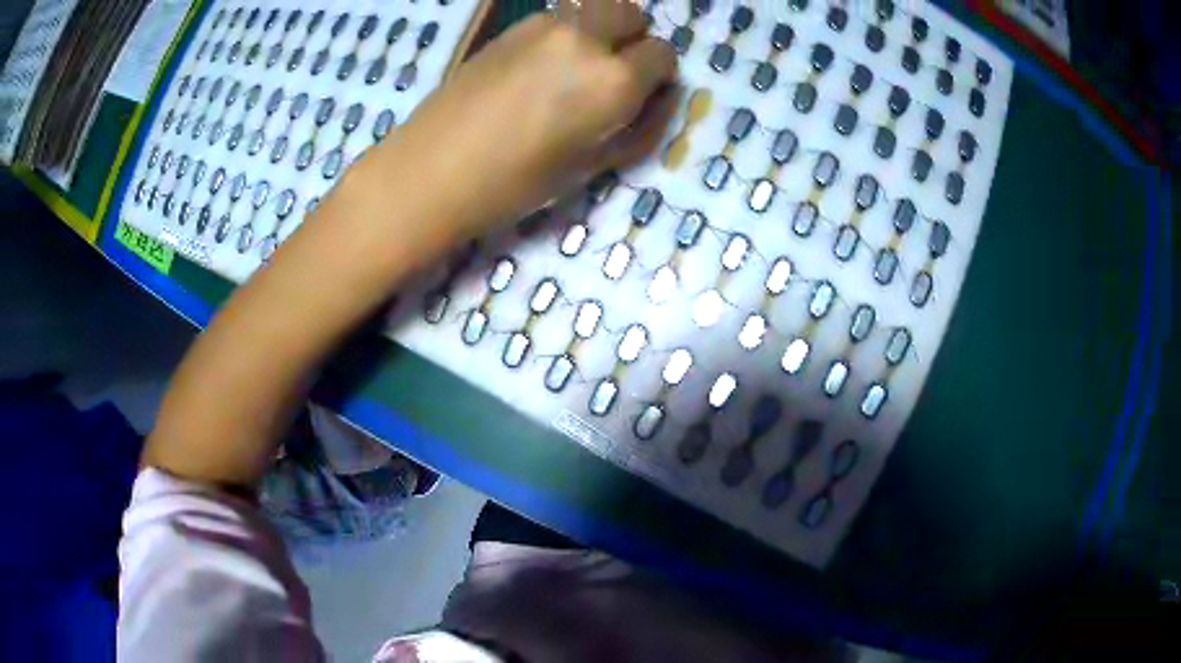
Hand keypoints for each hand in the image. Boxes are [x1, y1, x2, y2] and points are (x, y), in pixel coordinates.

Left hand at [367, 0, 677, 237]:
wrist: (434, 169)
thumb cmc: (517, 182)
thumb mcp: (593, 166)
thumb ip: (639, 126)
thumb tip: (660, 96)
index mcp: (614, 79)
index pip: (663, 54)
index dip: (657, 76)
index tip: (639, 97)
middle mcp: (586, 38)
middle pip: (632, 15)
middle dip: (633, 40)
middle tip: (612, 75)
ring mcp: (546, 24)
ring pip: (595, 7)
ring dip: (600, 29)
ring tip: (575, 67)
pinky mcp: (513, 25)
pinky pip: (559, 16)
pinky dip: (566, 32)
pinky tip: (540, 65)